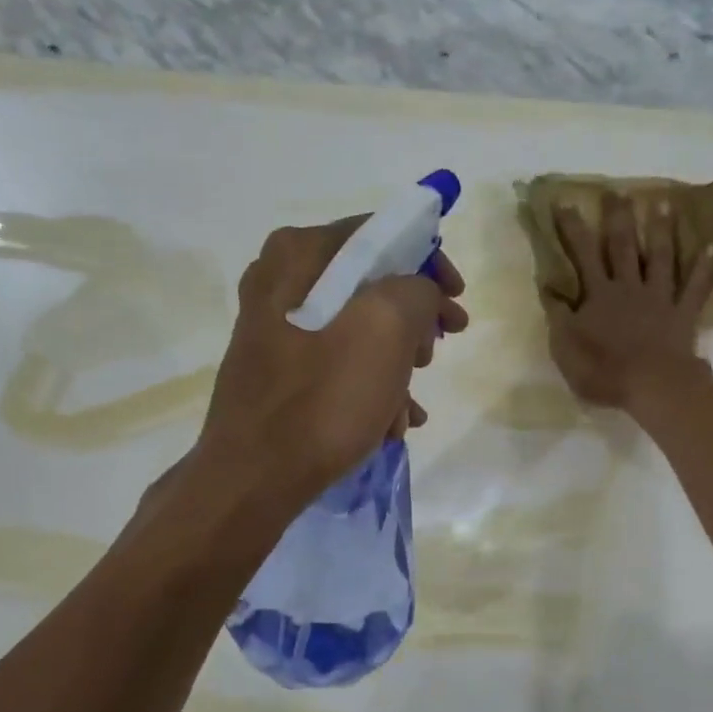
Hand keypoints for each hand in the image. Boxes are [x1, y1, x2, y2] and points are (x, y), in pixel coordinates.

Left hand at [194, 215, 467, 506]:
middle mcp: (280, 280)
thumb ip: (417, 290)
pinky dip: (369, 387)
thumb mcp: (387, 329)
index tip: (458, 299)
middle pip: (371, 284)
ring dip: (396, 367)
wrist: (255, 478)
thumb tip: (421, 295)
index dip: (430, 262)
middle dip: (413, 323)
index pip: (381, 233)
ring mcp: (275, 328)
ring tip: (409, 408)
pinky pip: (337, 364)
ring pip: (358, 330)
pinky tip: (389, 424)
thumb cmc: (324, 398)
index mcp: (299, 253)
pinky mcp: (278, 371)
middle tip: (433, 355)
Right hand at [542, 191, 712, 411]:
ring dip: (661, 230)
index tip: (565, 202)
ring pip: (660, 258)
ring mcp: (659, 298)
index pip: (582, 255)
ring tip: (664, 204)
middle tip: (618, 192)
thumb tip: (548, 288)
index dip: (572, 229)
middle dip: (618, 218)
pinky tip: (712, 245)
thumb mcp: (565, 349)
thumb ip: (557, 317)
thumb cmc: (604, 371)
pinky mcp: (683, 313)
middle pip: (622, 247)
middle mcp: (629, 287)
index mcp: (598, 295)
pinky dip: (705, 267)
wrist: (652, 385)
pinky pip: (696, 286)